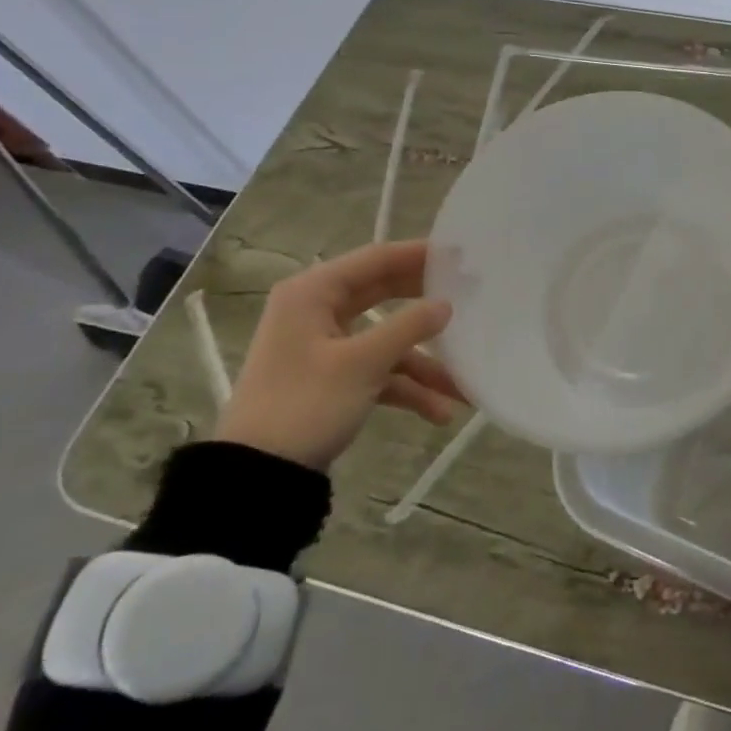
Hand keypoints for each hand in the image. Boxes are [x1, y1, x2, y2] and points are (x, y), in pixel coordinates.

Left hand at [216, 240, 462, 470]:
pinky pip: (378, 371)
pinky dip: (407, 387)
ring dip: (424, 362)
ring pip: (386, 339)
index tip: (462, 254)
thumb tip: (446, 304)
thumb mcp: (362, 364)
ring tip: (464, 384)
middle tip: (471, 295)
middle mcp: (317, 311)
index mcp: (313, 293)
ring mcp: (326, 346)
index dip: (419, 254)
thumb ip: (408, 327)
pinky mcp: (332, 378)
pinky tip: (439, 411)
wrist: (258, 476)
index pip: (375, 259)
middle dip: (426, 304)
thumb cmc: (305, 404)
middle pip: (384, 295)